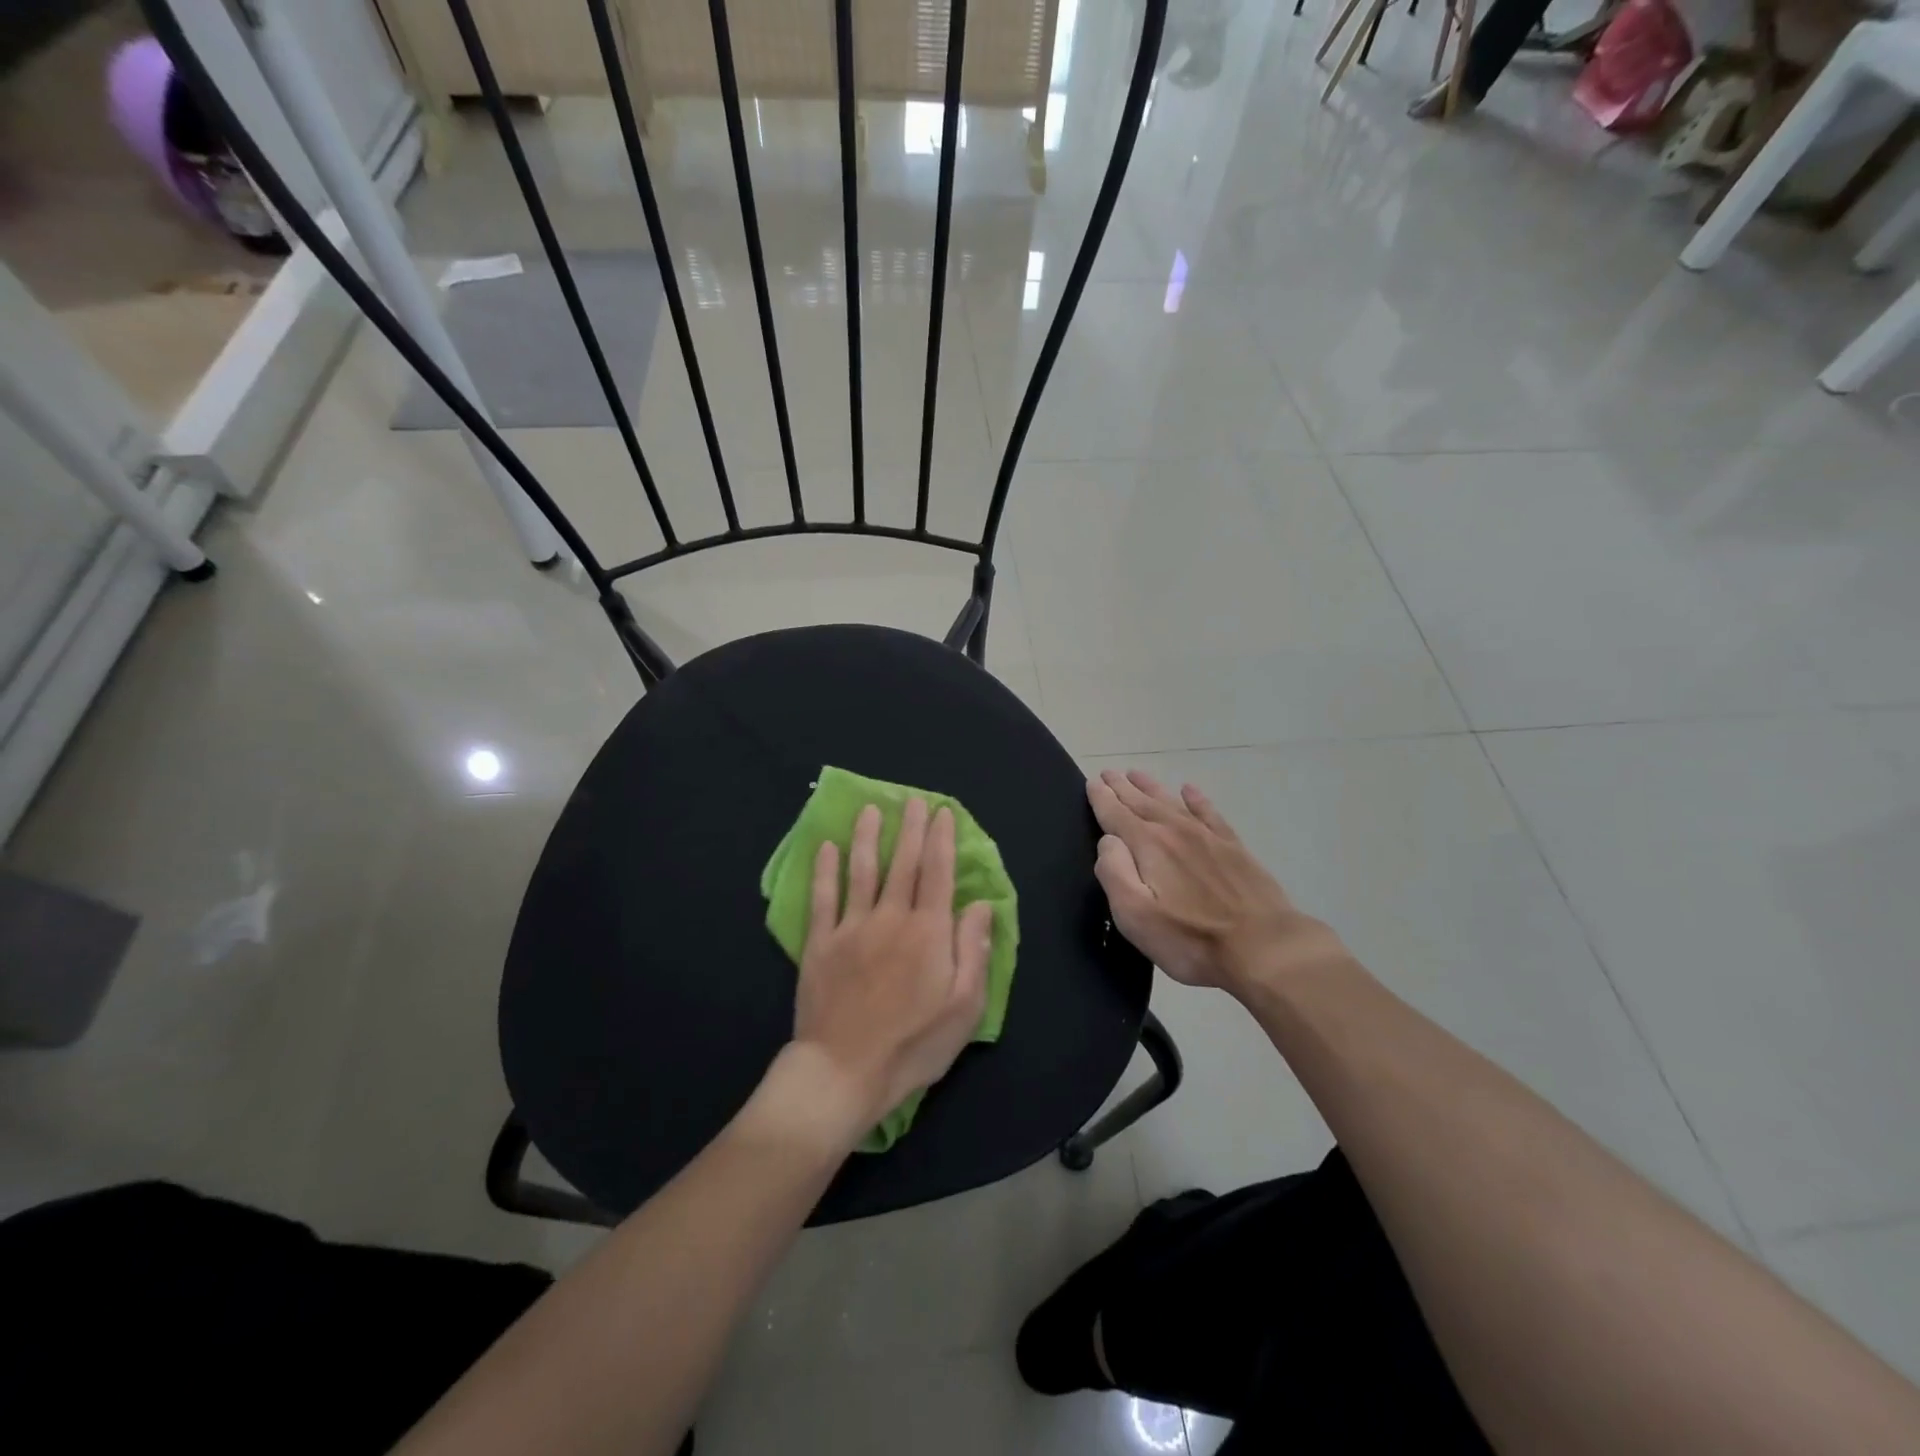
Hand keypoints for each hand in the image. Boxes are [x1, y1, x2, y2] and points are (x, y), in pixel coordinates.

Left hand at [793, 798, 993, 1133]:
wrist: (844, 1071)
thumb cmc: (913, 1045)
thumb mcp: (964, 1008)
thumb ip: (973, 951)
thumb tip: (981, 904)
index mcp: (929, 932)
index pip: (939, 874)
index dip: (942, 840)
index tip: (942, 813)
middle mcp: (891, 918)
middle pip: (904, 864)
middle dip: (911, 828)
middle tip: (913, 800)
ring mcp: (852, 928)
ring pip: (862, 870)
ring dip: (868, 837)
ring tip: (871, 810)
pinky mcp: (820, 943)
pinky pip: (823, 897)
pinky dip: (826, 869)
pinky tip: (827, 847)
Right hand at [1089, 768, 1344, 995]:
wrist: (1263, 946)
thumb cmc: (1190, 938)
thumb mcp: (1135, 915)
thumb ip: (1114, 872)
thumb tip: (1109, 841)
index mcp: (1148, 845)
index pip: (1116, 814)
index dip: (1101, 798)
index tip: (1092, 782)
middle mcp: (1175, 831)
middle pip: (1142, 803)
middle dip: (1122, 788)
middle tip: (1107, 773)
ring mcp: (1207, 837)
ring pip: (1172, 802)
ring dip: (1151, 787)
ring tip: (1135, 774)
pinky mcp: (1233, 847)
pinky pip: (1209, 813)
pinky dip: (1197, 799)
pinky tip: (1190, 790)